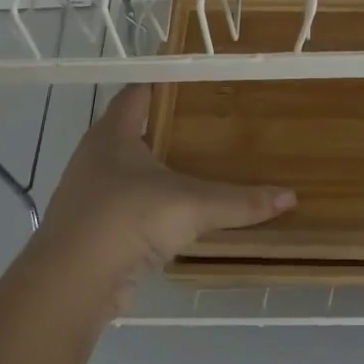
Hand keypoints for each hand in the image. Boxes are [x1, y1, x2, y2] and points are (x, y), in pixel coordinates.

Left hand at [28, 86, 295, 312]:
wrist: (73, 284)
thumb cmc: (127, 220)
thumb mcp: (192, 206)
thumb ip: (240, 202)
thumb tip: (290, 197)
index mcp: (112, 134)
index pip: (138, 92)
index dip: (165, 83)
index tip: (198, 80)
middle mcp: (96, 157)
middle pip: (134, 130)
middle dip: (168, 126)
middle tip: (212, 122)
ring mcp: (91, 194)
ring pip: (131, 170)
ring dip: (159, 168)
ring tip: (200, 164)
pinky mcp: (95, 229)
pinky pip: (130, 205)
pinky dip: (153, 204)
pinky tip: (179, 211)